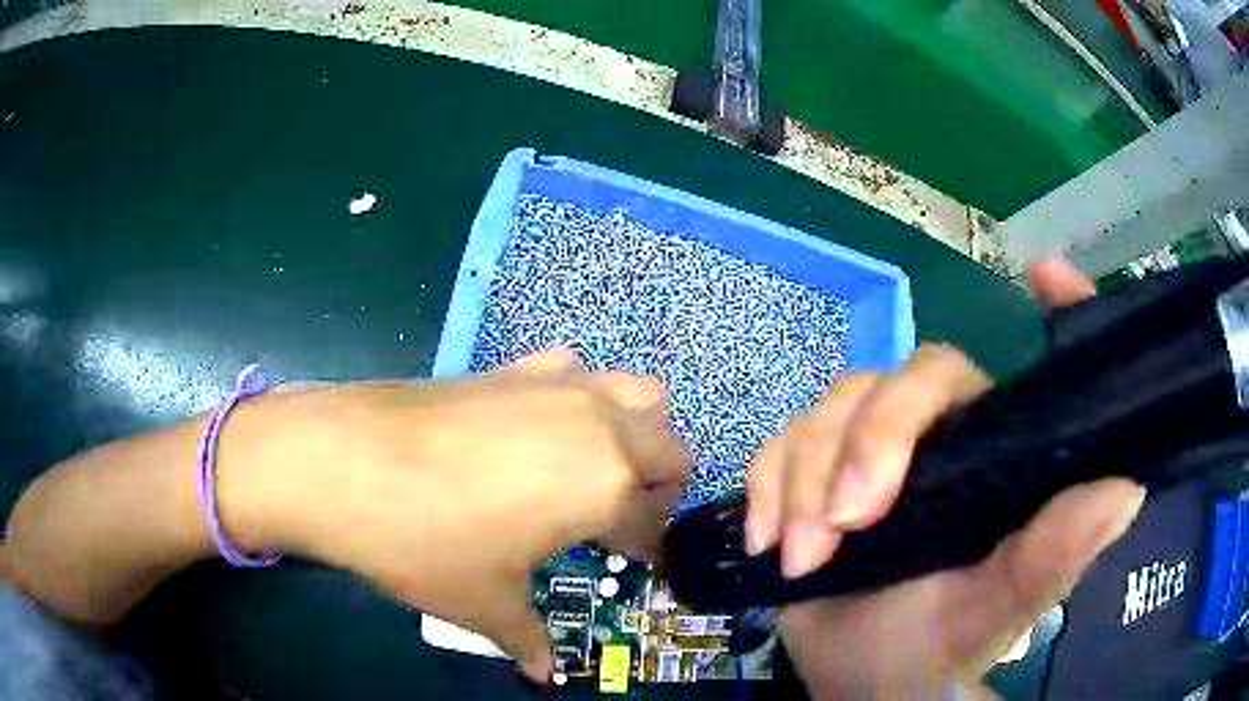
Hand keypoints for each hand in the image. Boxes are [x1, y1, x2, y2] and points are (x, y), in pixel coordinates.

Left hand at [248, 350, 689, 682]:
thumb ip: (530, 641)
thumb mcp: (487, 604)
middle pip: (670, 448)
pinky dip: (581, 398)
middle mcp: (600, 425)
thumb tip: (543, 674)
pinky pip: (577, 373)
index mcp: (608, 485)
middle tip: (615, 522)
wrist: (345, 463)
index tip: (632, 567)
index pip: (654, 523)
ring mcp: (559, 385)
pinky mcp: (515, 365)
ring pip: (639, 396)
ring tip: (592, 470)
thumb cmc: (427, 543)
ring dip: (635, 434)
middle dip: (657, 490)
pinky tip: (538, 429)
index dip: (648, 551)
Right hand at [745, 259, 1144, 698]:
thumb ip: (1053, 557)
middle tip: (845, 524)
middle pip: (906, 378)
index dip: (1052, 311)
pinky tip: (767, 540)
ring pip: (833, 406)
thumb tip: (1125, 489)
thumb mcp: (994, 613)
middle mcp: (945, 436)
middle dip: (868, 444)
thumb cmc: (935, 649)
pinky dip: (766, 484)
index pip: (1024, 373)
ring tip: (802, 557)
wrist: (854, 682)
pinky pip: (780, 442)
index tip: (1046, 274)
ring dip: (804, 480)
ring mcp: (873, 449)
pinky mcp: (814, 469)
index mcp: (1000, 455)